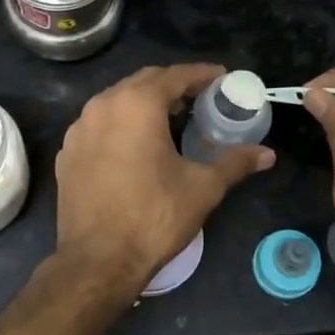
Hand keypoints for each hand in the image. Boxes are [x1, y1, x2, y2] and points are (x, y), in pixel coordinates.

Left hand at [55, 64, 273, 294]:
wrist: (98, 260)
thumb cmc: (154, 217)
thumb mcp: (202, 188)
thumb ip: (235, 162)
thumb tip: (267, 154)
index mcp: (136, 105)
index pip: (174, 76)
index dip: (202, 74)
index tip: (222, 77)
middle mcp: (102, 106)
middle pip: (143, 82)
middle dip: (173, 85)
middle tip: (200, 98)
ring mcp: (79, 130)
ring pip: (116, 102)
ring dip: (145, 103)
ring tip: (170, 119)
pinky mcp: (67, 154)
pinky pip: (98, 125)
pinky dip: (121, 124)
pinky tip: (135, 145)